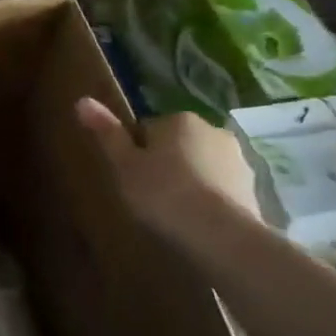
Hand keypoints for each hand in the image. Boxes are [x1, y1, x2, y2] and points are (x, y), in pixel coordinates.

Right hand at [74, 98, 259, 230]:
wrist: (222, 235)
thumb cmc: (163, 194)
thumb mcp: (124, 165)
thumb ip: (106, 133)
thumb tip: (82, 100)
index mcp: (179, 120)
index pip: (148, 129)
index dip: (136, 153)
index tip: (131, 177)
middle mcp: (213, 130)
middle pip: (178, 145)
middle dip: (166, 164)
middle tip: (150, 196)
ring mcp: (238, 159)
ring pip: (202, 165)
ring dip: (190, 181)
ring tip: (174, 213)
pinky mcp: (253, 188)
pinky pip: (221, 188)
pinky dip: (211, 199)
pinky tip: (198, 222)